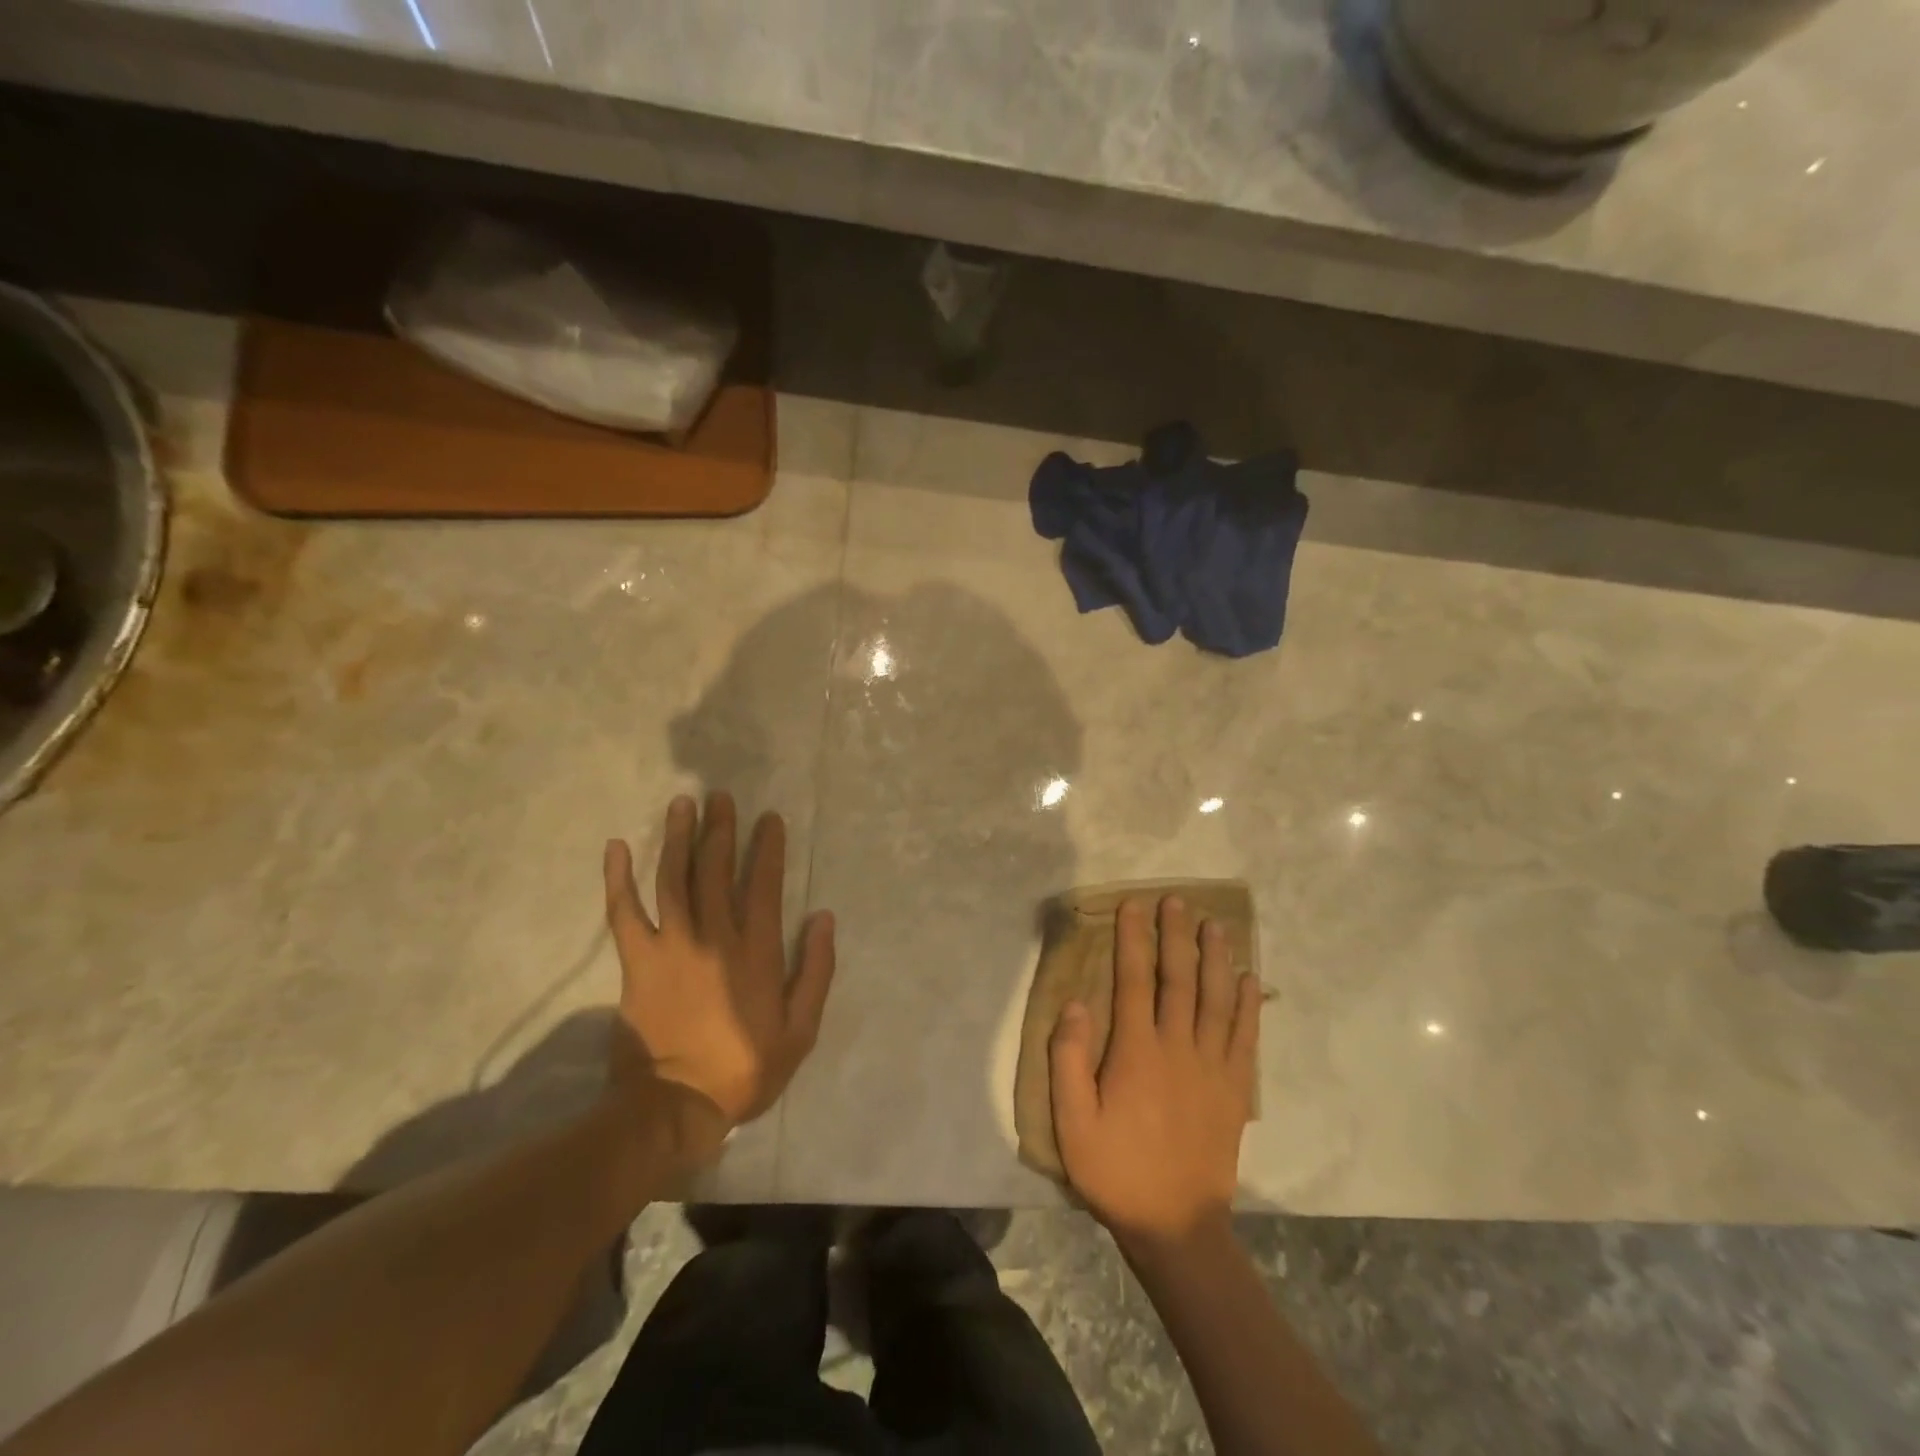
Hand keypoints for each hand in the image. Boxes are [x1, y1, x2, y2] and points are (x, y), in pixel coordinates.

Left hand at [603, 793, 835, 1130]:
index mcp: (755, 951)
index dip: (767, 848)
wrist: (674, 1107)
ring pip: (674, 879)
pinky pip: (624, 912)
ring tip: (683, 804)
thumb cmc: (745, 1068)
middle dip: (721, 830)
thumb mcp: (801, 1030)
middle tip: (722, 797)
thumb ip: (816, 970)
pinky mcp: (637, 962)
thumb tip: (823, 917)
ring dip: (679, 838)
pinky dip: (618, 878)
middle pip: (716, 870)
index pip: (763, 884)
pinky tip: (617, 847)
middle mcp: (714, 936)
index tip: (769, 819)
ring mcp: (671, 946)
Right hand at [1049, 894, 1261, 1249]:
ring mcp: (1212, 1067)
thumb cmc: (1115, 1170)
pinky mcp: (1236, 1090)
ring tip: (1216, 924)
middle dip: (1175, 936)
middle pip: (1178, 979)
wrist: (1176, 1226)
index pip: (1133, 981)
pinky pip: (1245, 1038)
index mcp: (1136, 1052)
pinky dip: (1247, 1006)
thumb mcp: (1071, 1121)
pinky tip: (1249, 980)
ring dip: (1215, 958)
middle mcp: (1177, 1048)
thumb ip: (1068, 1059)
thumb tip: (1076, 1002)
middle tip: (1177, 900)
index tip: (1133, 906)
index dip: (1132, 939)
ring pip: (1216, 1000)